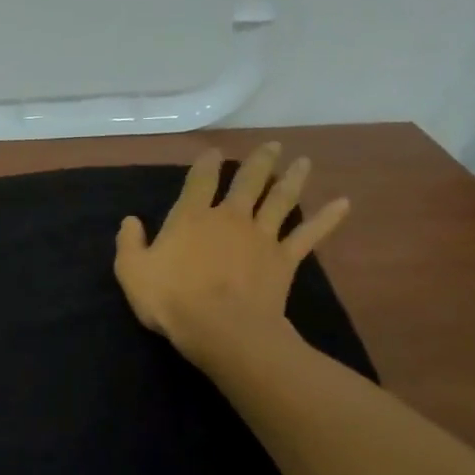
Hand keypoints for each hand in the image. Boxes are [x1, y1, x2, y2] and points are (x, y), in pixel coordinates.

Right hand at [114, 143, 349, 365]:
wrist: (221, 328)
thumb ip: (130, 243)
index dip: (206, 164)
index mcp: (191, 218)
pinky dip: (327, 218)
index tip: (213, 152)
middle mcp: (229, 218)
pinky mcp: (284, 259)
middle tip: (272, 146)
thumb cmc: (171, 299)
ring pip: (280, 200)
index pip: (199, 181)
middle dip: (259, 162)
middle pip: (248, 182)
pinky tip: (344, 204)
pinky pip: (308, 234)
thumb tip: (130, 220)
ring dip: (292, 179)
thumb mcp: (132, 272)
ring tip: (303, 161)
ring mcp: (261, 236)